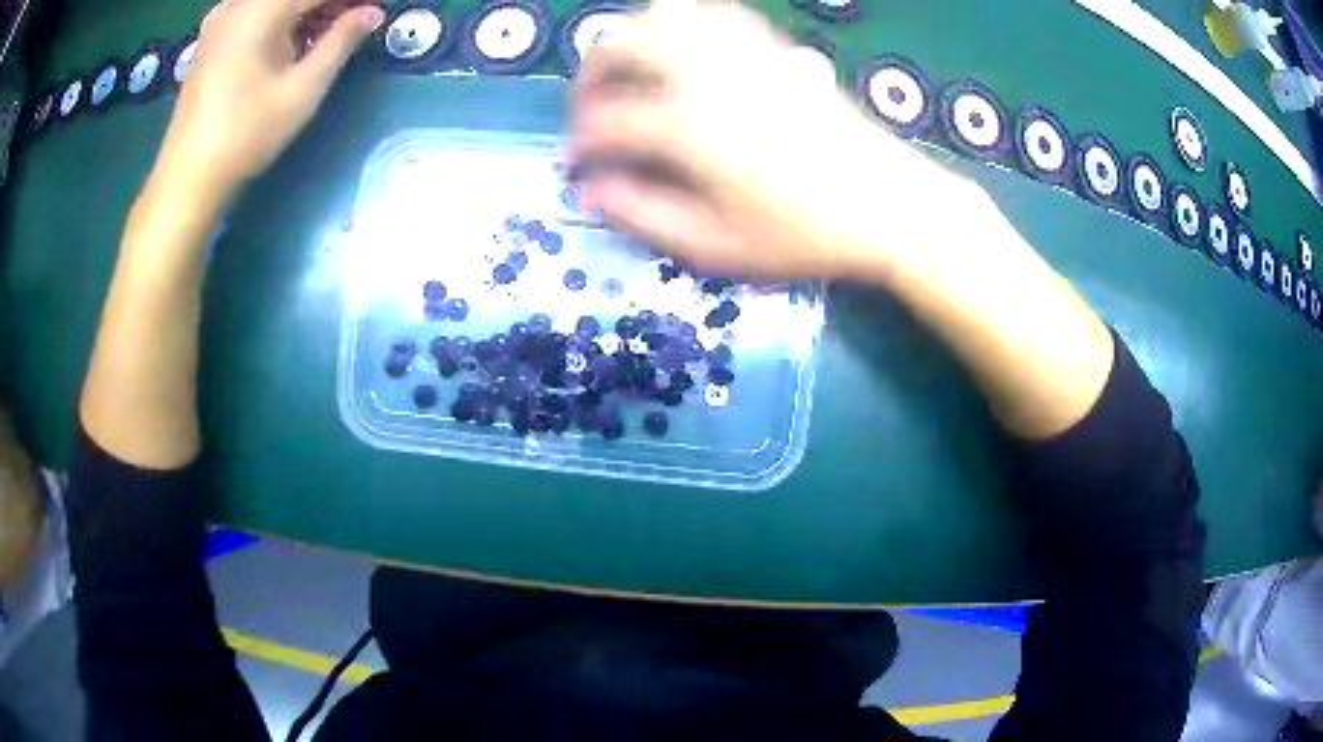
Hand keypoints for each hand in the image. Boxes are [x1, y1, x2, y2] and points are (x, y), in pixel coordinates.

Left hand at [153, 0, 383, 204]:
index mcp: (262, 9)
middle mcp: (239, 3)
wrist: (187, 178)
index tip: (372, 12)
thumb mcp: (303, 89)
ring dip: (305, 10)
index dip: (351, 0)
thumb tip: (372, 13)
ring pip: (276, 1)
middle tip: (354, 22)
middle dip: (329, 5)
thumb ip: (341, 41)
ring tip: (328, 32)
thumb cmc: (246, 135)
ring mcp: (221, 18)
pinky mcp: (212, 36)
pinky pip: (256, 9)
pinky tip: (293, 39)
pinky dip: (281, 17)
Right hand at [570, 1, 966, 279]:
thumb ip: (644, 216)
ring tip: (629, 73)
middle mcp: (710, 76)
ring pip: (666, 15)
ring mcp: (745, 54)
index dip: (581, 144)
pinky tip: (683, 51)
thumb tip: (591, 193)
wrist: (889, 206)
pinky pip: (715, 13)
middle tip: (592, 108)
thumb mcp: (717, 247)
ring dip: (633, 39)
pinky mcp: (774, 48)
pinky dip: (683, 23)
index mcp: (691, 129)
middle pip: (624, 44)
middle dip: (591, 74)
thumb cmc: (805, 235)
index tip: (577, 165)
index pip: (608, 122)